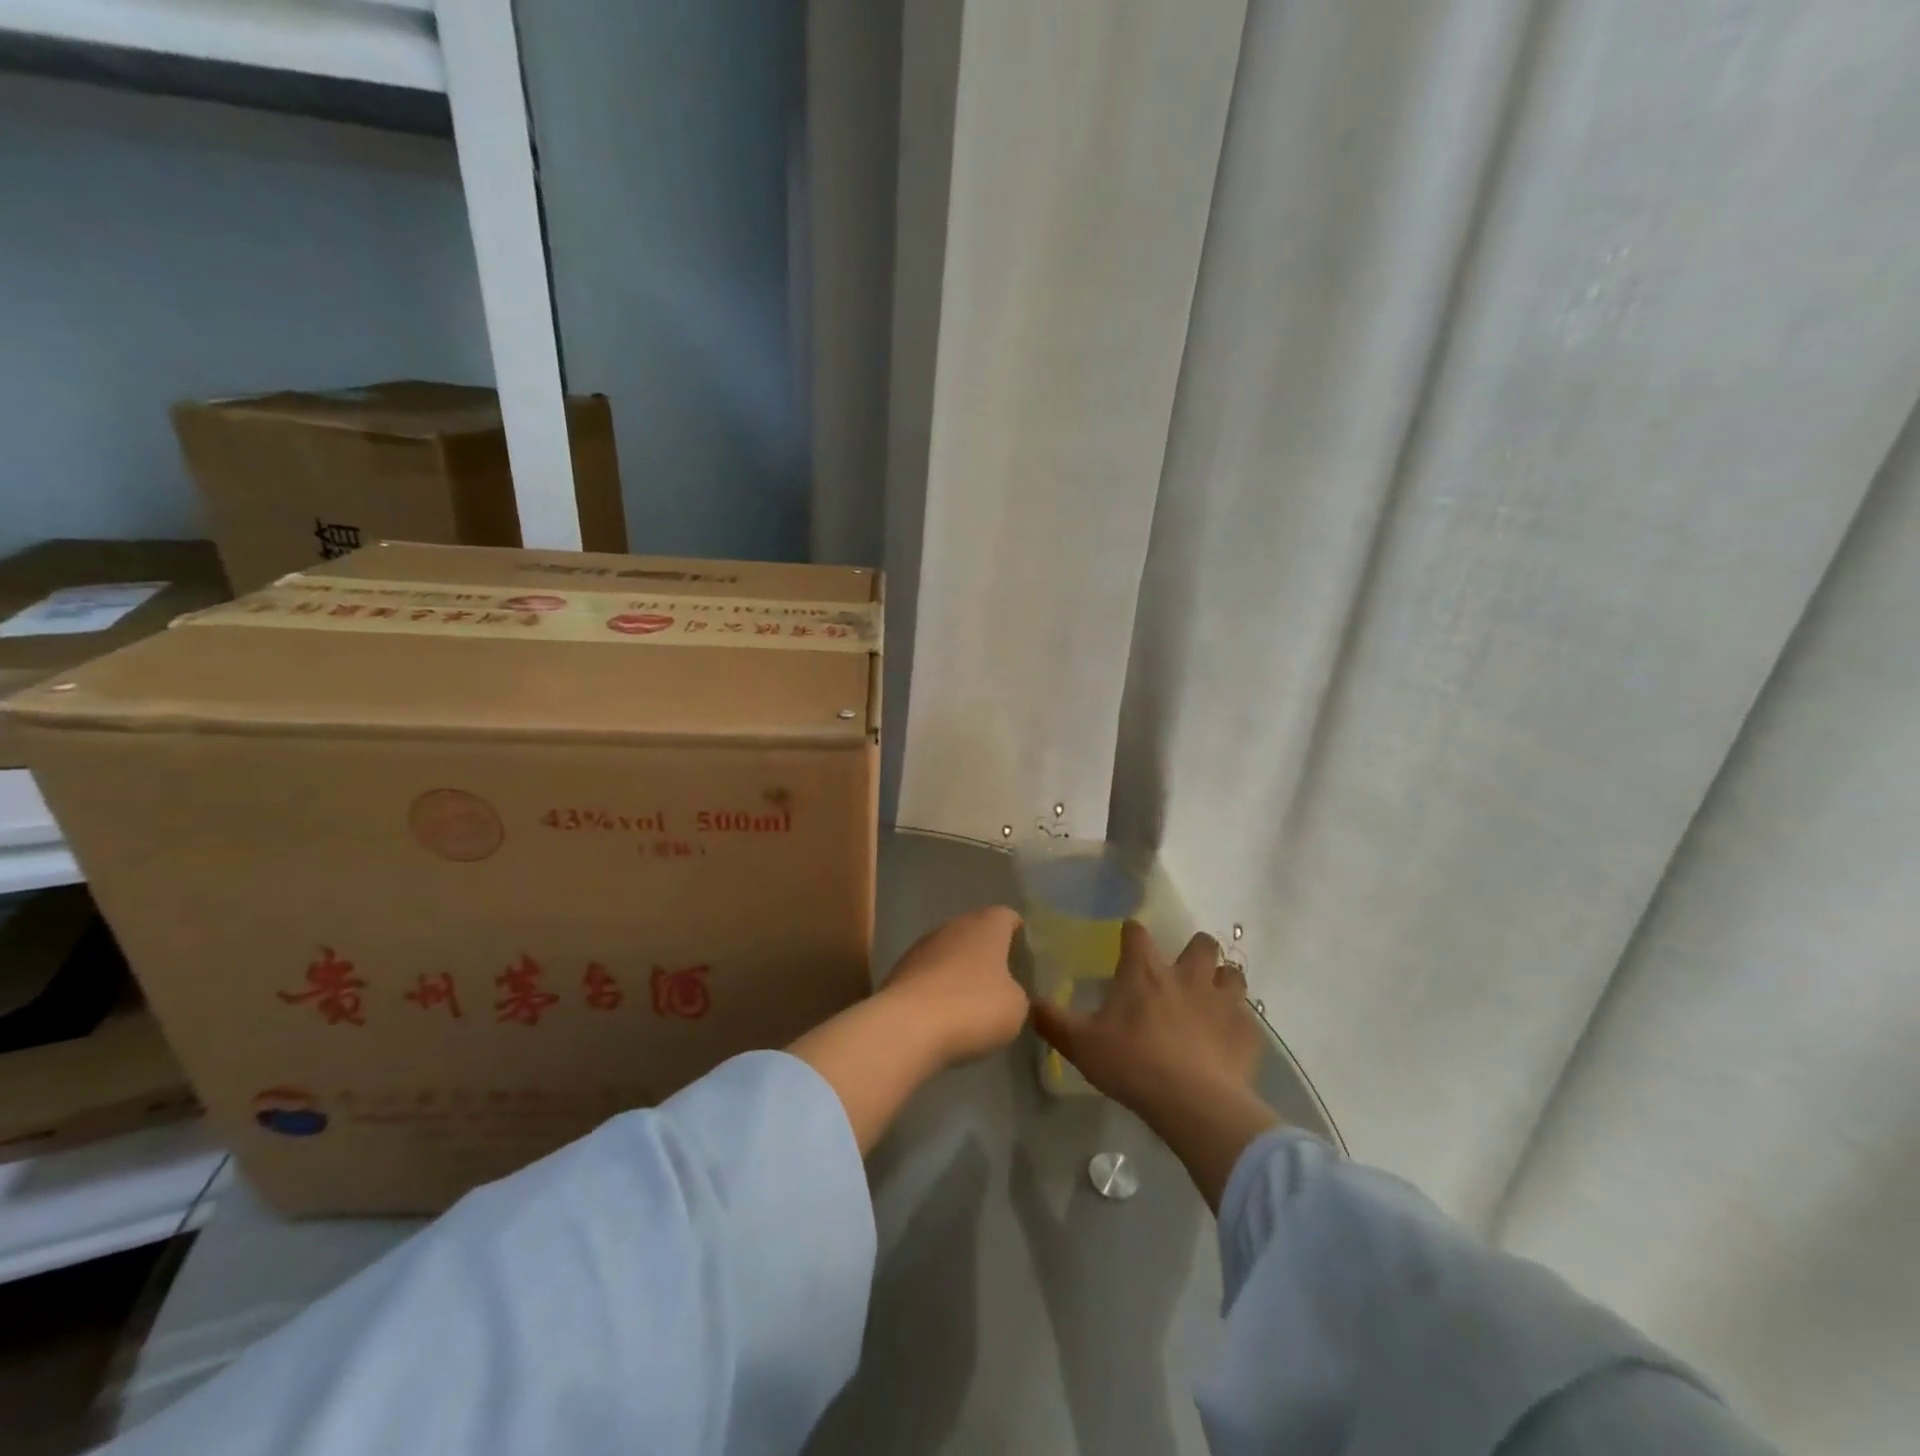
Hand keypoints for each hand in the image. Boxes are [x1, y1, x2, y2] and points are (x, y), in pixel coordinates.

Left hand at [880, 905, 1027, 1065]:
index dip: (1019, 935)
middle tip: (1003, 981)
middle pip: (976, 931)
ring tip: (973, 1001)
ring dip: (960, 970)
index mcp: (987, 924)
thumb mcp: (1016, 1008)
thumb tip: (1008, 993)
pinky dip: (938, 988)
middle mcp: (954, 925)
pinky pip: (929, 973)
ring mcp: (923, 945)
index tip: (1025, 959)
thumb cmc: (973, 1007)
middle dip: (988, 953)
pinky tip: (945, 1014)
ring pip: (950, 951)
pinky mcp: (900, 969)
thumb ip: (1018, 994)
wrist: (907, 1026)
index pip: (1008, 917)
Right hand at [1033, 921, 1261, 1107]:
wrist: (1194, 1104)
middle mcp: (1187, 975)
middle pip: (1201, 943)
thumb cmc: (1133, 1065)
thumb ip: (1053, 1021)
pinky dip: (1238, 1023)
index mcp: (1145, 972)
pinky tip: (1228, 1039)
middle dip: (1194, 950)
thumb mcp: (1081, 1045)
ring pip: (1232, 973)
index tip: (1128, 939)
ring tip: (1211, 998)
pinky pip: (1247, 1017)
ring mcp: (1223, 1001)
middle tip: (1183, 970)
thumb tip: (1029, 1002)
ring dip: (1222, 980)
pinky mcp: (1247, 1031)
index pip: (1137, 934)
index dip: (1132, 933)